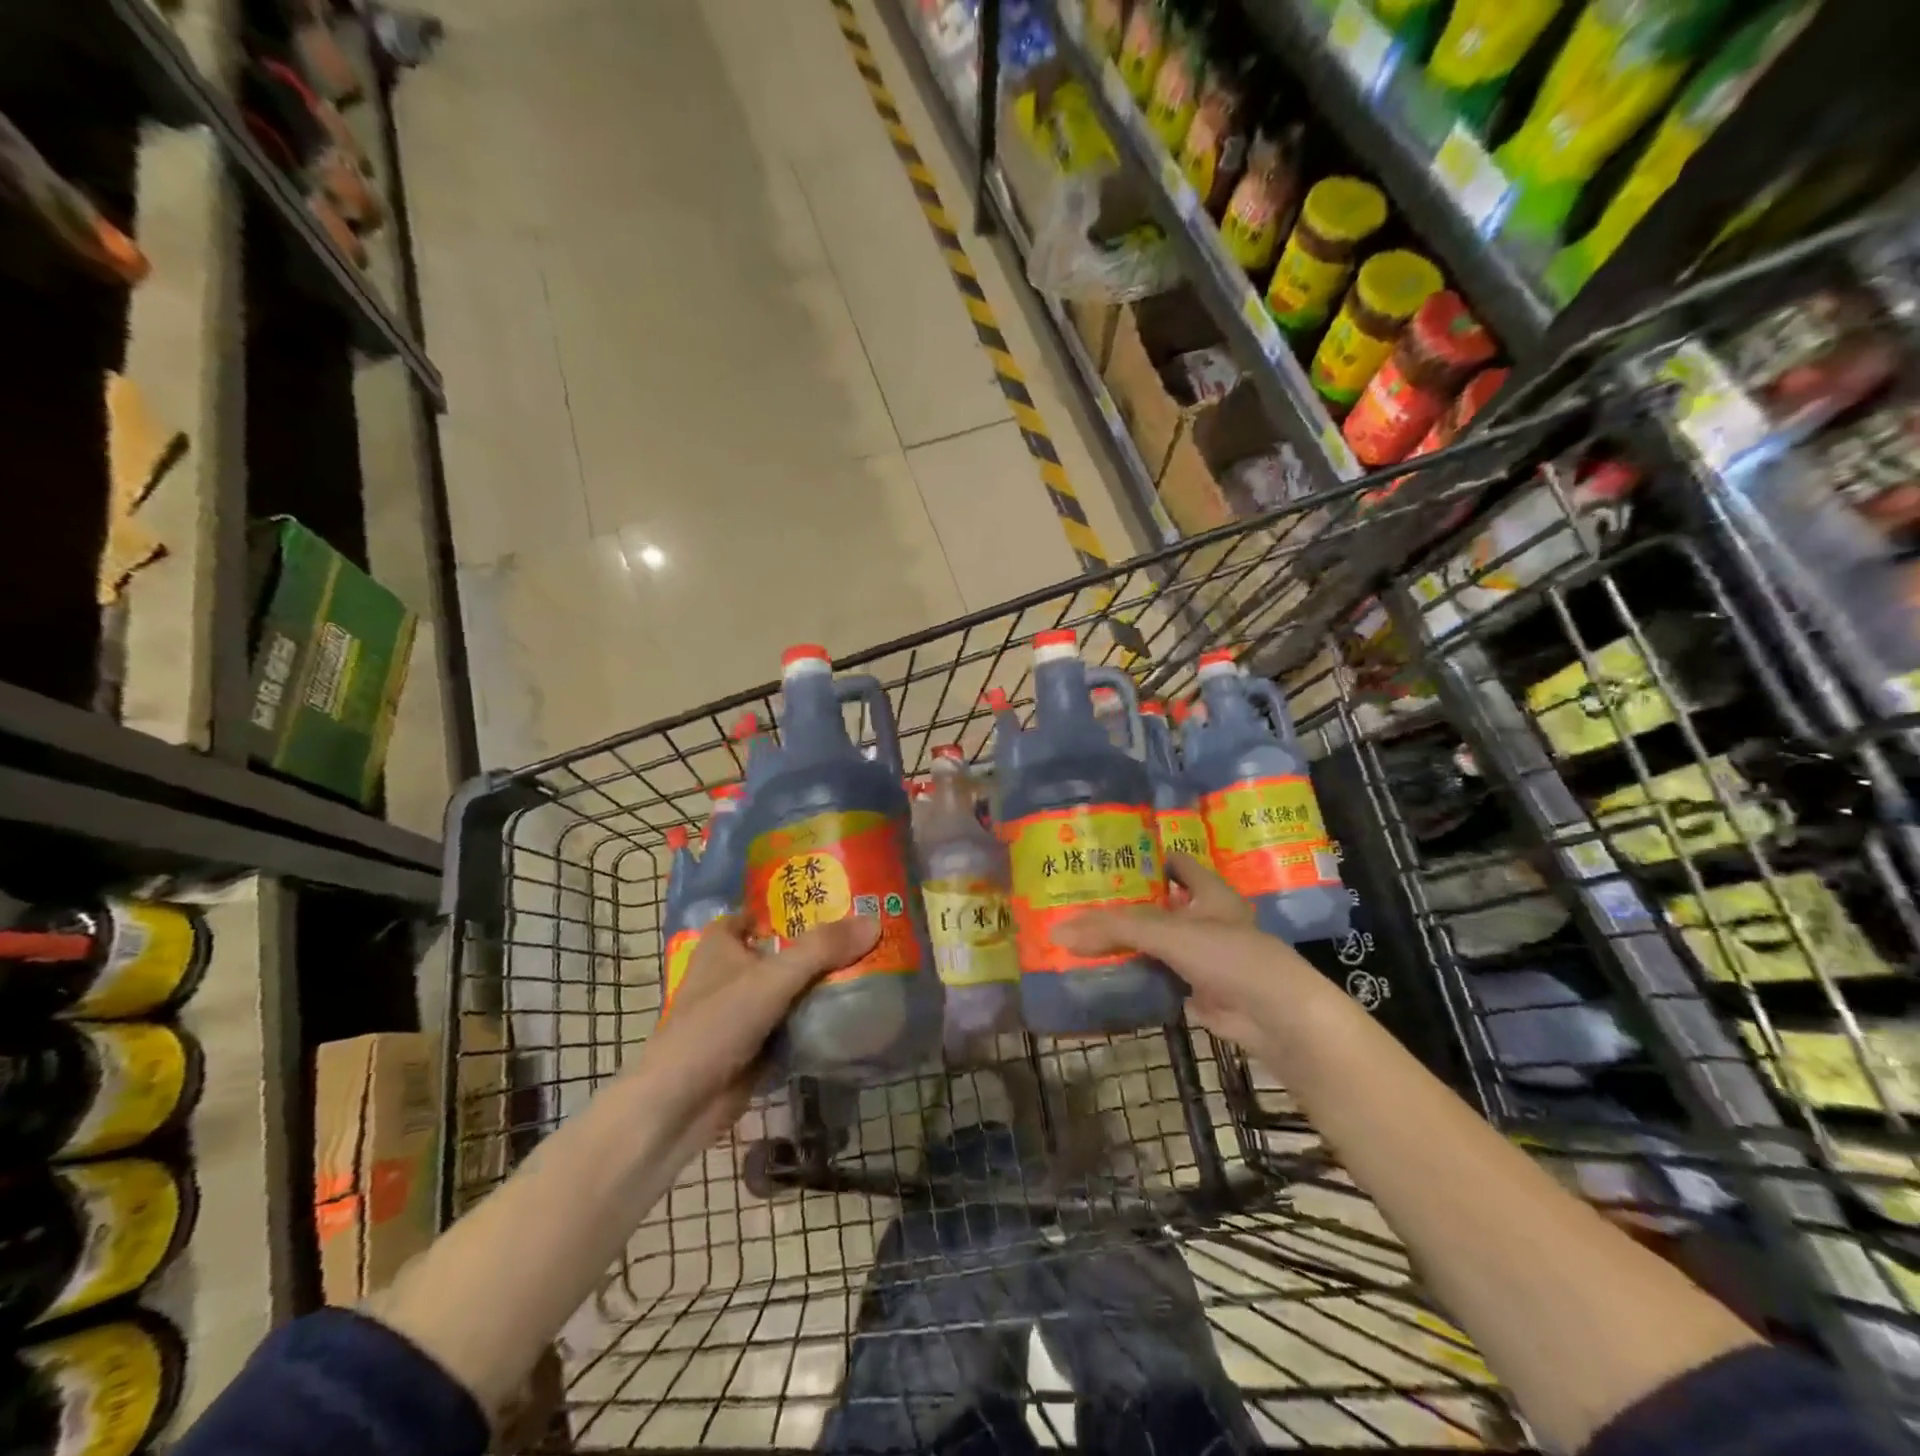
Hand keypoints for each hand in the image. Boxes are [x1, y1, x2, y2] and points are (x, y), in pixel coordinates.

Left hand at [641, 912, 880, 1127]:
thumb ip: (822, 949)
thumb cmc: (716, 1025)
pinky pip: (795, 1023)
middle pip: (782, 950)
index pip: (754, 914)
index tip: (828, 900)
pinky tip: (855, 1010)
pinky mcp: (756, 1046)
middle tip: (865, 932)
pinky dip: (817, 1018)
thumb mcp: (772, 977)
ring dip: (821, 982)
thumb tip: (873, 922)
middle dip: (817, 945)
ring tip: (870, 964)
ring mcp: (744, 1012)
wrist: (680, 1105)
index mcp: (722, 945)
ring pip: (791, 988)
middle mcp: (732, 973)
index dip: (785, 906)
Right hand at [1052, 852, 1295, 1049]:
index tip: (1106, 858)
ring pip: (1157, 944)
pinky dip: (1136, 977)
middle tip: (1080, 900)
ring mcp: (1204, 957)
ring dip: (1128, 944)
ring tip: (1082, 936)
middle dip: (1125, 905)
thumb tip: (1057, 932)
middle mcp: (1207, 920)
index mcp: (1208, 892)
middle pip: (1159, 905)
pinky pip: (1159, 978)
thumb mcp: (1168, 933)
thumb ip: (1114, 930)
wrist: (1277, 1018)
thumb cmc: (1230, 957)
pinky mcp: (1199, 991)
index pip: (1175, 862)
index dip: (1145, 858)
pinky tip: (1104, 974)